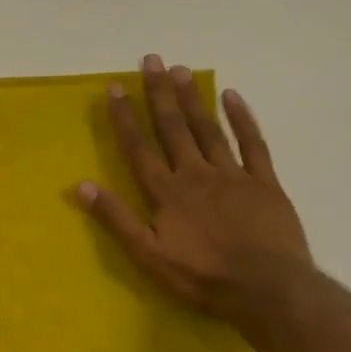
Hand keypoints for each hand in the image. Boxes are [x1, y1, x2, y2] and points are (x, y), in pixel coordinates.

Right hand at [78, 55, 312, 324]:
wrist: (270, 291)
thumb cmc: (202, 276)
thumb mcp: (148, 255)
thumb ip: (116, 218)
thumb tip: (80, 185)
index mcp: (166, 191)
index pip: (139, 146)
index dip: (125, 116)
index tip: (115, 87)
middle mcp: (195, 173)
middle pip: (173, 127)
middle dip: (159, 93)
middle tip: (151, 60)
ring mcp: (233, 175)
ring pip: (208, 128)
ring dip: (192, 98)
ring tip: (180, 70)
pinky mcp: (265, 183)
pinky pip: (253, 144)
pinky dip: (242, 119)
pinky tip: (233, 96)